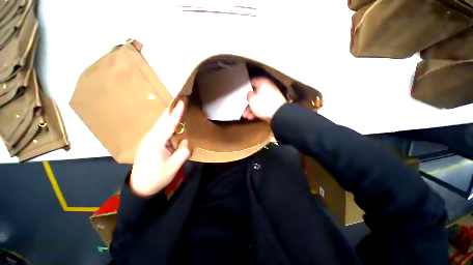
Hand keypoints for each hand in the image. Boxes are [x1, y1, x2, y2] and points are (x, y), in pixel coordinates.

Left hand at [130, 100, 189, 196]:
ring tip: (179, 107)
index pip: (169, 124)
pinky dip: (167, 122)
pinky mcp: (150, 143)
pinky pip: (160, 129)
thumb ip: (183, 151)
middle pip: (162, 120)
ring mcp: (149, 140)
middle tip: (181, 99)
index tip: (182, 101)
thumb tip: (185, 140)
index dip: (177, 112)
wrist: (140, 188)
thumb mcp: (174, 166)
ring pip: (160, 123)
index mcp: (156, 142)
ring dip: (169, 114)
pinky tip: (173, 121)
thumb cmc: (157, 178)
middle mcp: (150, 137)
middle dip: (172, 109)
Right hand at [242, 77, 286, 122]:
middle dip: (248, 103)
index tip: (242, 91)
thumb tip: (249, 93)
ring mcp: (271, 98)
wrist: (278, 115)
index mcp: (263, 84)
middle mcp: (268, 89)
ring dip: (251, 109)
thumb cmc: (264, 105)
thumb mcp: (252, 99)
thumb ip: (249, 95)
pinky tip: (252, 118)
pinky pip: (263, 108)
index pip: (253, 82)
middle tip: (243, 108)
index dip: (247, 87)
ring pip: (259, 103)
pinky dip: (258, 112)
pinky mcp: (273, 107)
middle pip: (256, 95)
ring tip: (246, 116)